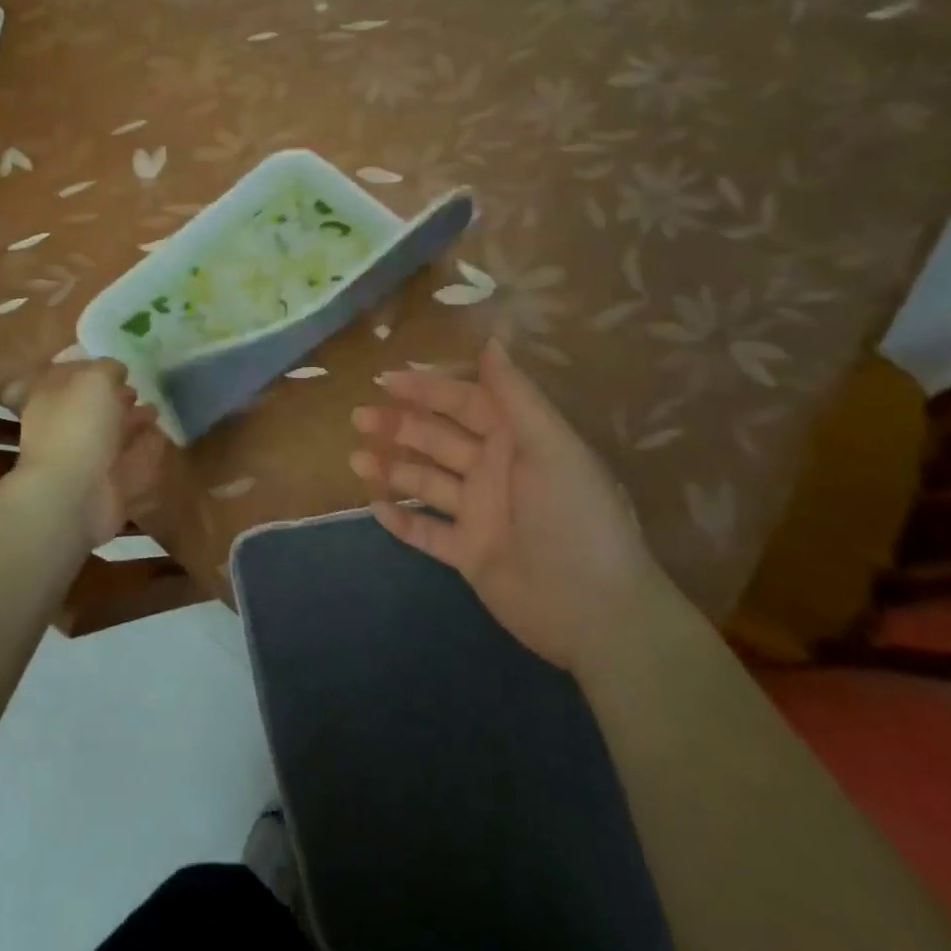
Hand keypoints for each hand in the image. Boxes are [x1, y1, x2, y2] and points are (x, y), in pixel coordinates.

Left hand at [16, 360, 164, 546]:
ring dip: (131, 423)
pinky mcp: (103, 485)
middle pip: (89, 409)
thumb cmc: (79, 426)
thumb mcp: (95, 379)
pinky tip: (161, 439)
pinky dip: (143, 451)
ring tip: (156, 410)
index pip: (65, 378)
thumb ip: (108, 368)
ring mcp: (81, 460)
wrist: (73, 494)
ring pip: (109, 436)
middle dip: (114, 399)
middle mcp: (61, 428)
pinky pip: (126, 463)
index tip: (115, 366)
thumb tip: (116, 370)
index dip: (89, 370)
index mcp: (49, 399)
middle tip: (138, 390)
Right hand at [350, 338, 665, 671]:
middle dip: (399, 425)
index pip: (464, 402)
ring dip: (392, 469)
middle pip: (437, 439)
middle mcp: (493, 471)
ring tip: (355, 459)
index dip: (427, 388)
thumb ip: (515, 394)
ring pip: (426, 482)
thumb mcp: (550, 446)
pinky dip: (402, 521)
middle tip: (358, 417)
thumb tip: (490, 340)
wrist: (595, 610)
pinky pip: (427, 532)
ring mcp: (479, 514)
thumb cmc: (572, 515)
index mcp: (515, 441)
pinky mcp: (469, 554)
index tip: (385, 380)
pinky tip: (374, 507)